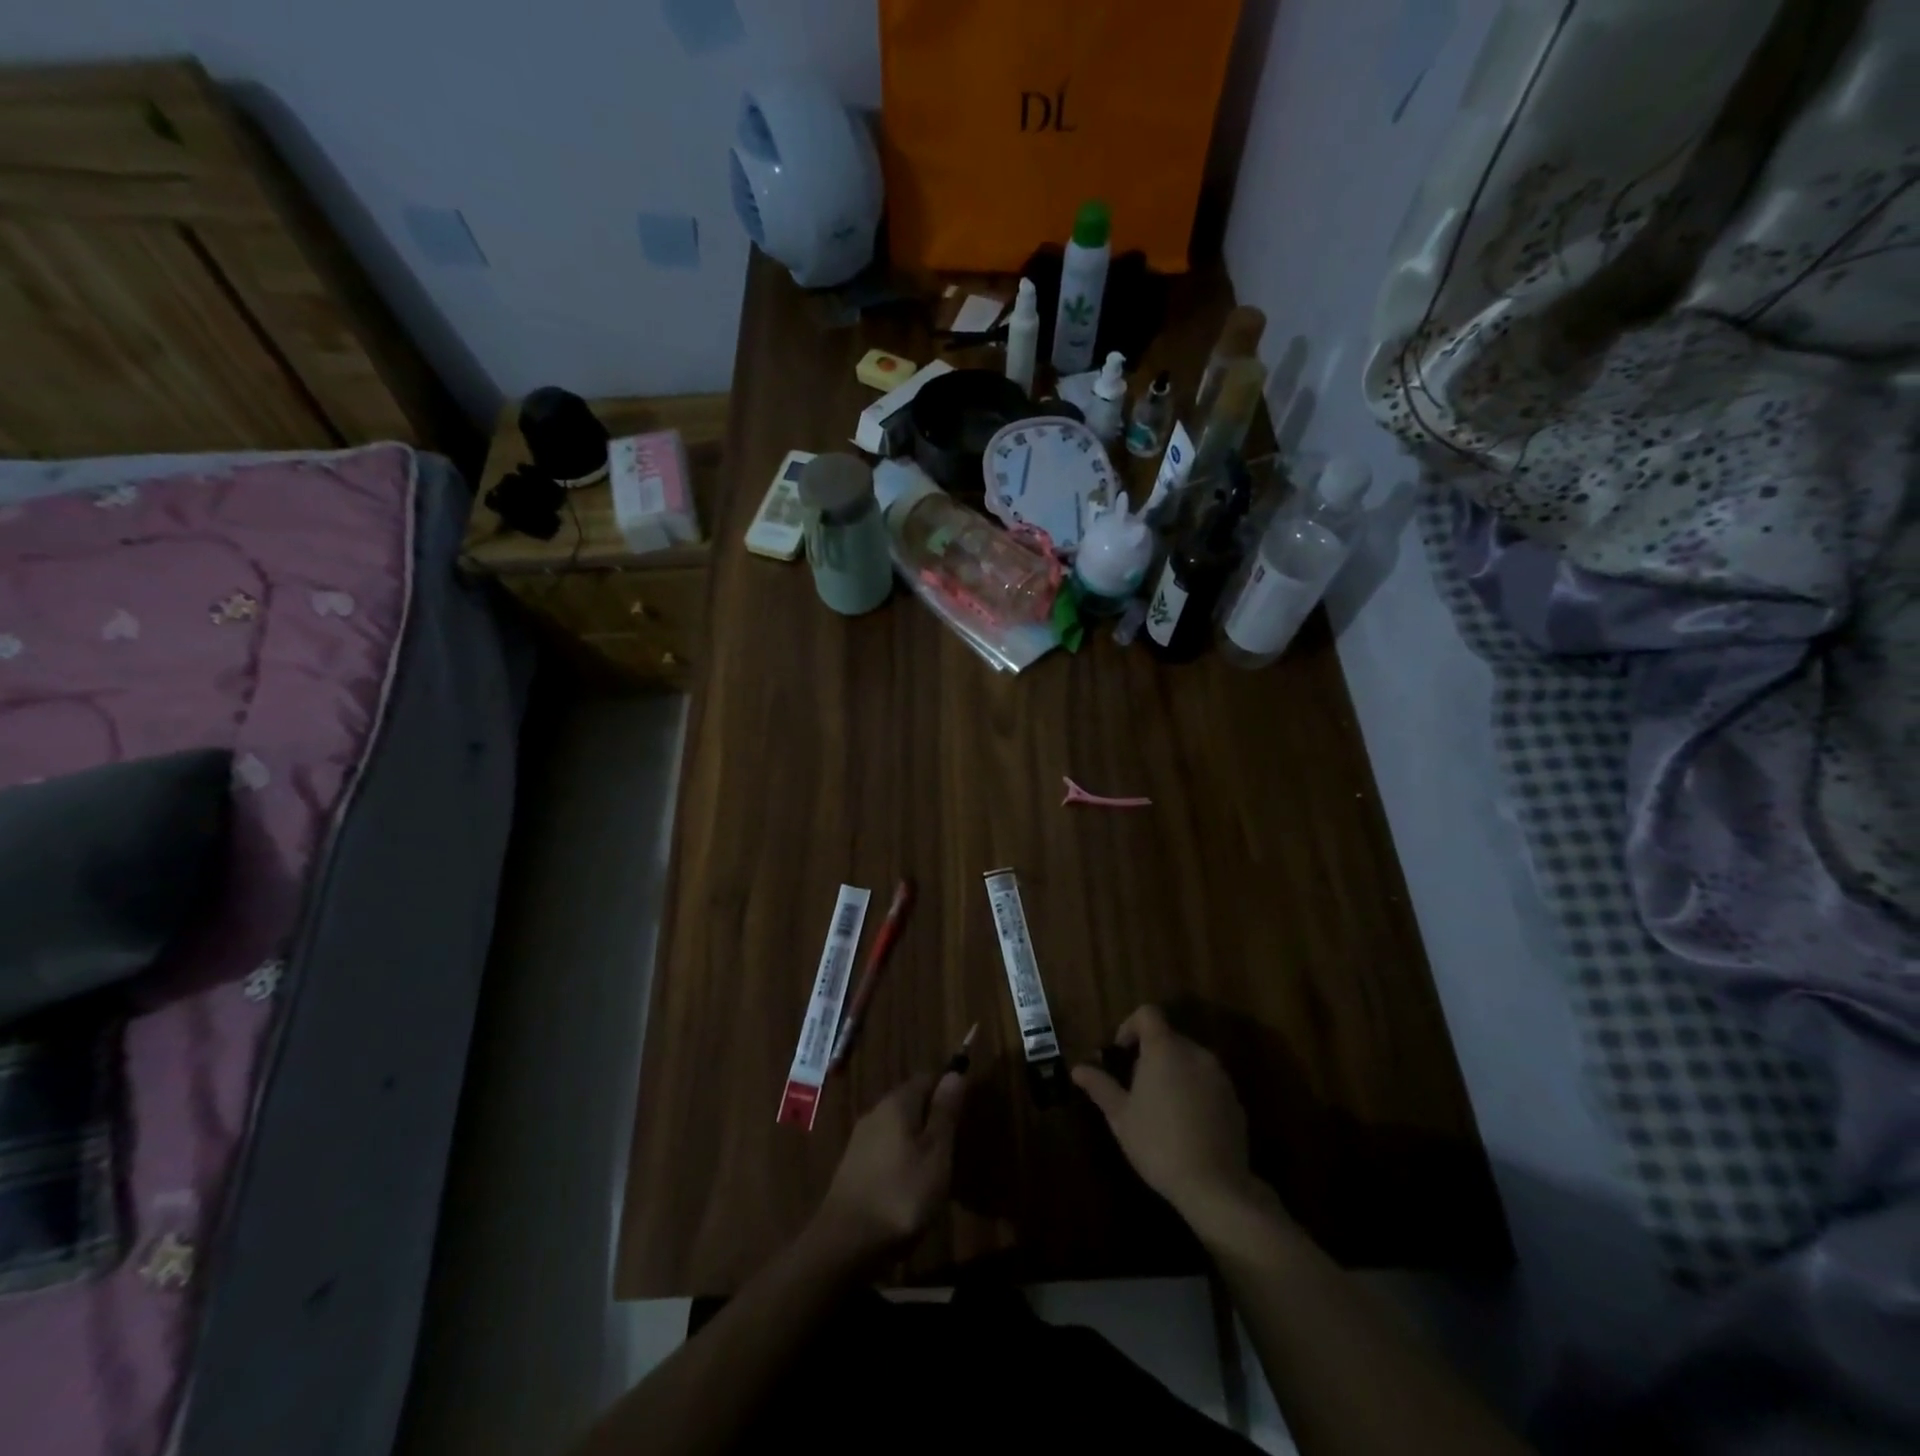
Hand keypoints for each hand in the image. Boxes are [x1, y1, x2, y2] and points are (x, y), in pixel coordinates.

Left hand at [808, 1069, 967, 1271]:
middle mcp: (876, 1112)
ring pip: (896, 1126)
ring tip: (936, 1165)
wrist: (845, 1243)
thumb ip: (945, 1113)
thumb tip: (954, 1072)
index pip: (926, 1078)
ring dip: (916, 1138)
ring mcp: (860, 1139)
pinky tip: (909, 1181)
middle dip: (931, 1114)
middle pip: (910, 1101)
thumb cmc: (901, 1194)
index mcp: (897, 1103)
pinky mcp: (853, 1166)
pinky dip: (901, 1156)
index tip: (965, 1110)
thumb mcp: (936, 1153)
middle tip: (954, 1142)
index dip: (947, 1088)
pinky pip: (884, 1148)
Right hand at [1073, 1005, 1257, 1224]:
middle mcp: (1195, 1052)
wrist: (1215, 1186)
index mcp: (1165, 1049)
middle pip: (1169, 1037)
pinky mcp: (1235, 1099)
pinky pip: (1208, 1082)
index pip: (1148, 1014)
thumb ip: (1100, 1086)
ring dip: (1173, 1071)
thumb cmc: (1158, 1144)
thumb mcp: (1120, 1116)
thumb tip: (1077, 1069)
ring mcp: (1219, 1076)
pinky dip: (1194, 1090)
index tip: (1121, 1053)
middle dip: (1150, 1053)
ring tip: (1161, 1106)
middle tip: (1136, 1085)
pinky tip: (1186, 1124)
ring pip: (1189, 1059)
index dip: (1130, 1025)